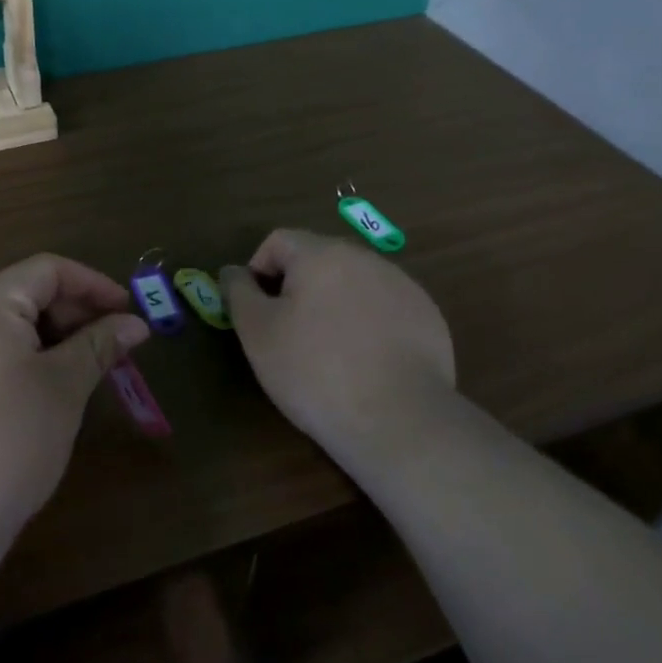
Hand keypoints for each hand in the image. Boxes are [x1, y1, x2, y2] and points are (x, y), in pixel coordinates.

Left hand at [0, 254, 149, 564]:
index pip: (47, 269)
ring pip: (1, 327)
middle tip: (110, 349)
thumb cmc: (6, 445)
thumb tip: (134, 323)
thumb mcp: (63, 390)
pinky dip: (17, 360)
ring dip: (47, 339)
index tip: (128, 314)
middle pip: (22, 294)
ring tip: (80, 373)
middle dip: (72, 313)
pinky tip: (38, 394)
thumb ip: (99, 346)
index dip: (93, 285)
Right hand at [221, 230, 457, 472]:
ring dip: (333, 305)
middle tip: (288, 334)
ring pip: (353, 284)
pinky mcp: (428, 317)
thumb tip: (233, 271)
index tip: (257, 313)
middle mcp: (365, 258)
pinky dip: (368, 325)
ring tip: (328, 352)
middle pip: (318, 260)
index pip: (278, 241)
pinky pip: (384, 309)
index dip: (258, 271)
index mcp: (322, 254)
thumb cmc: (314, 371)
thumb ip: (239, 292)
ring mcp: (403, 286)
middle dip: (296, 288)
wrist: (399, 421)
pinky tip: (365, 364)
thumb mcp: (258, 333)